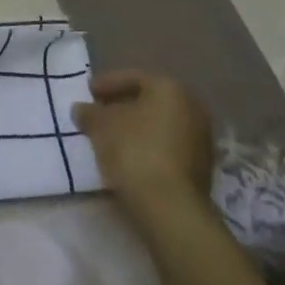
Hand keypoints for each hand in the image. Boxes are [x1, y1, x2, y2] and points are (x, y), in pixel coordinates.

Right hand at [72, 70, 215, 221]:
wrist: (170, 206)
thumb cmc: (134, 151)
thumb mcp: (100, 126)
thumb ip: (89, 113)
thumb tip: (82, 109)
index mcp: (169, 88)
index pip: (133, 78)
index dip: (106, 84)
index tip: (88, 92)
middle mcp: (192, 107)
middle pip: (149, 101)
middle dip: (122, 106)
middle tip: (98, 114)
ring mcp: (201, 139)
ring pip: (160, 125)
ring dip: (136, 128)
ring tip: (110, 138)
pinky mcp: (202, 168)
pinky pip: (168, 147)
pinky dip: (149, 147)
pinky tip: (129, 158)